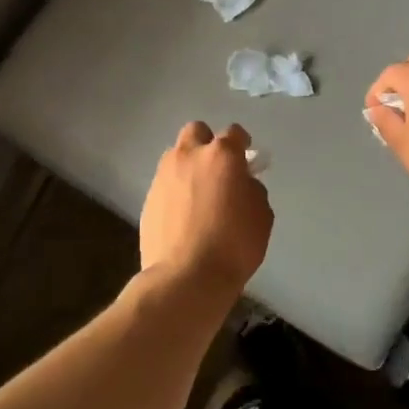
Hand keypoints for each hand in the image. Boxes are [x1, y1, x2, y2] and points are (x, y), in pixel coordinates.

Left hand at [139, 122, 273, 294]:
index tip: (246, 157)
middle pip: (196, 131)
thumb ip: (252, 190)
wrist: (186, 277)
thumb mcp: (261, 216)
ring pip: (176, 156)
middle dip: (207, 143)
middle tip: (217, 167)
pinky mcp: (148, 199)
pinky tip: (183, 215)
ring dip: (188, 165)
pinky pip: (165, 184)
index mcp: (221, 155)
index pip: (234, 133)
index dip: (242, 143)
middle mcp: (189, 156)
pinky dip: (175, 191)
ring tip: (198, 192)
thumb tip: (242, 184)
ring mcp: (164, 176)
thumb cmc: (233, 245)